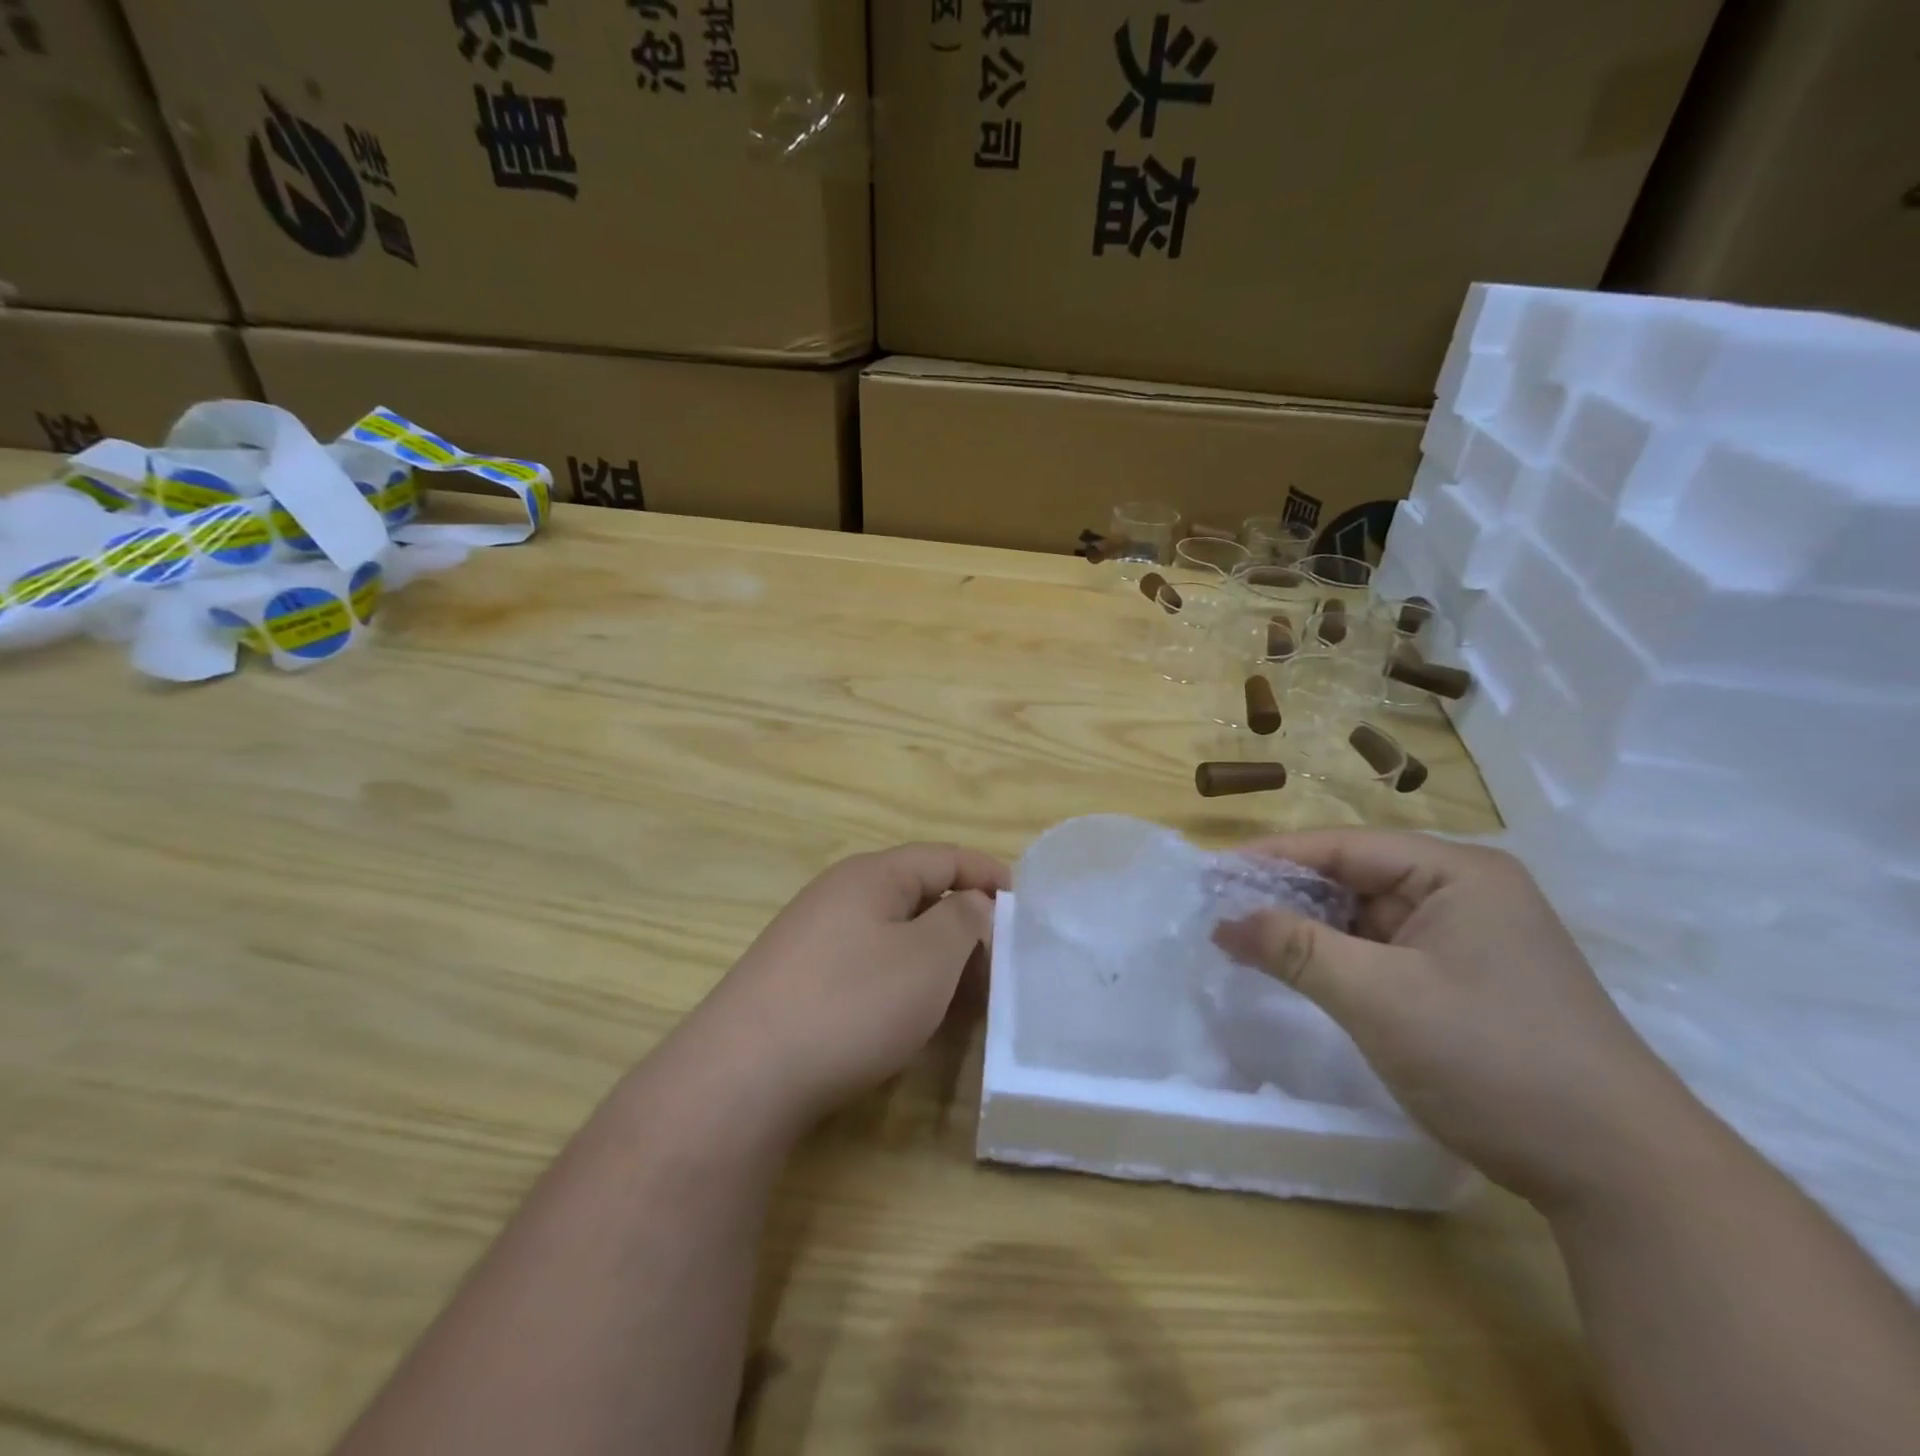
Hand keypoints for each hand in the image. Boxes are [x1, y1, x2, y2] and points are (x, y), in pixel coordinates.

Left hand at [686, 843, 1008, 1132]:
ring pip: (893, 934)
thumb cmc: (851, 1003)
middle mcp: (839, 894)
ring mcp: (812, 937)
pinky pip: (867, 964)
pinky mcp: (797, 979)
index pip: (943, 857)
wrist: (743, 1075)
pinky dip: (902, 980)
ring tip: (966, 998)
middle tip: (1000, 965)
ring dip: (935, 958)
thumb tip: (971, 902)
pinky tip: (912, 1017)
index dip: (987, 873)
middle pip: (918, 894)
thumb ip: (962, 920)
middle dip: (965, 924)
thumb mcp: (928, 957)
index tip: (1024, 902)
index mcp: (872, 875)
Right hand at [1214, 830, 1701, 1210]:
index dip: (1272, 858)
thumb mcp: (1379, 998)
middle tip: (1220, 912)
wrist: (1621, 1176)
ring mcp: (1469, 939)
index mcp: (1457, 872)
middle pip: (1355, 879)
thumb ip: (1295, 949)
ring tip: (1245, 942)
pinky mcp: (1467, 981)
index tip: (1210, 875)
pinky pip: (1385, 954)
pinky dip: (1340, 961)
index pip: (1343, 847)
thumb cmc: (1493, 1060)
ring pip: (1367, 919)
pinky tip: (1300, 973)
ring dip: (1310, 932)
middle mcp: (1465, 893)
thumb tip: (1222, 920)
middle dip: (1287, 897)